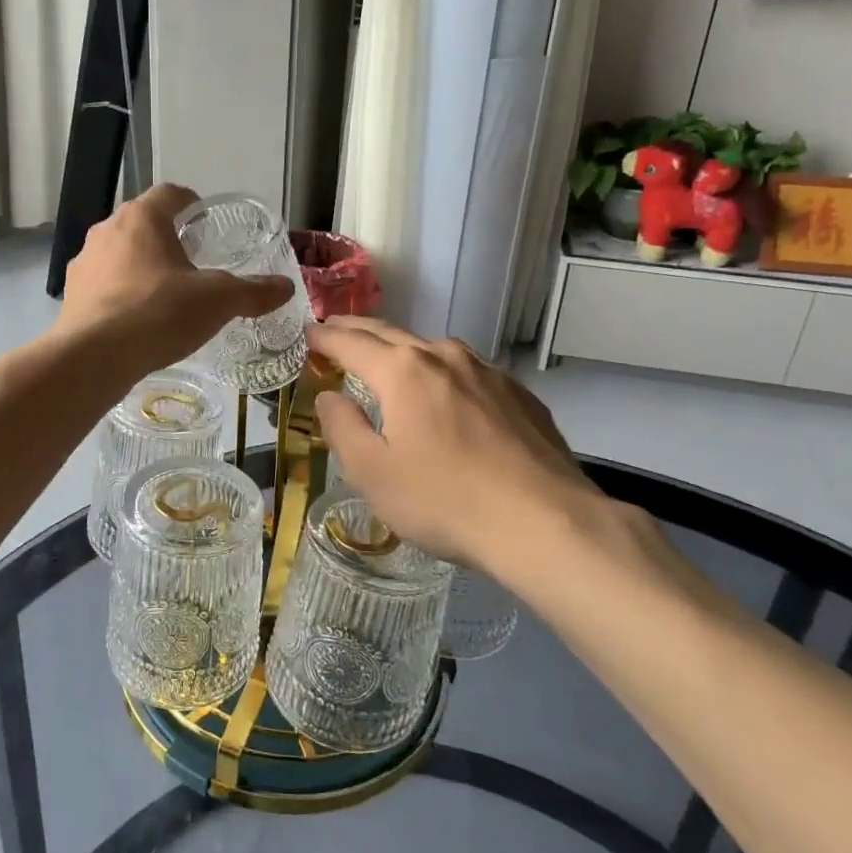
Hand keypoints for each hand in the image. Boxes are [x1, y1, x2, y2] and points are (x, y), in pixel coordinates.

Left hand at [56, 184, 292, 375]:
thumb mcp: (218, 301)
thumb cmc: (160, 313)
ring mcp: (84, 262)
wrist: (95, 357)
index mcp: (142, 218)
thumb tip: (286, 287)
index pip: (170, 194)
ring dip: (141, 265)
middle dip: (167, 238)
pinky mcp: (71, 294)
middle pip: (142, 223)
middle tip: (193, 261)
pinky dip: (121, 293)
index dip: (191, 203)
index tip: (206, 222)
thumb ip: (253, 291)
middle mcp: (107, 230)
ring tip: (165, 293)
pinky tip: (137, 319)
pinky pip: (103, 284)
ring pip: (119, 253)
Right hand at [309, 318, 619, 574]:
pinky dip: (443, 372)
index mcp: (403, 371)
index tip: (306, 334)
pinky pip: (468, 372)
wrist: (545, 522)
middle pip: (391, 333)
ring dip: (403, 348)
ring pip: (434, 349)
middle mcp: (444, 357)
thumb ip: (342, 428)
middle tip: (334, 329)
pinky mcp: (519, 393)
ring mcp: (487, 372)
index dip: (324, 338)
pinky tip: (447, 393)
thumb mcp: (373, 473)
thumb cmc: (445, 500)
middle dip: (357, 331)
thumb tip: (329, 396)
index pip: (351, 343)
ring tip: (388, 358)